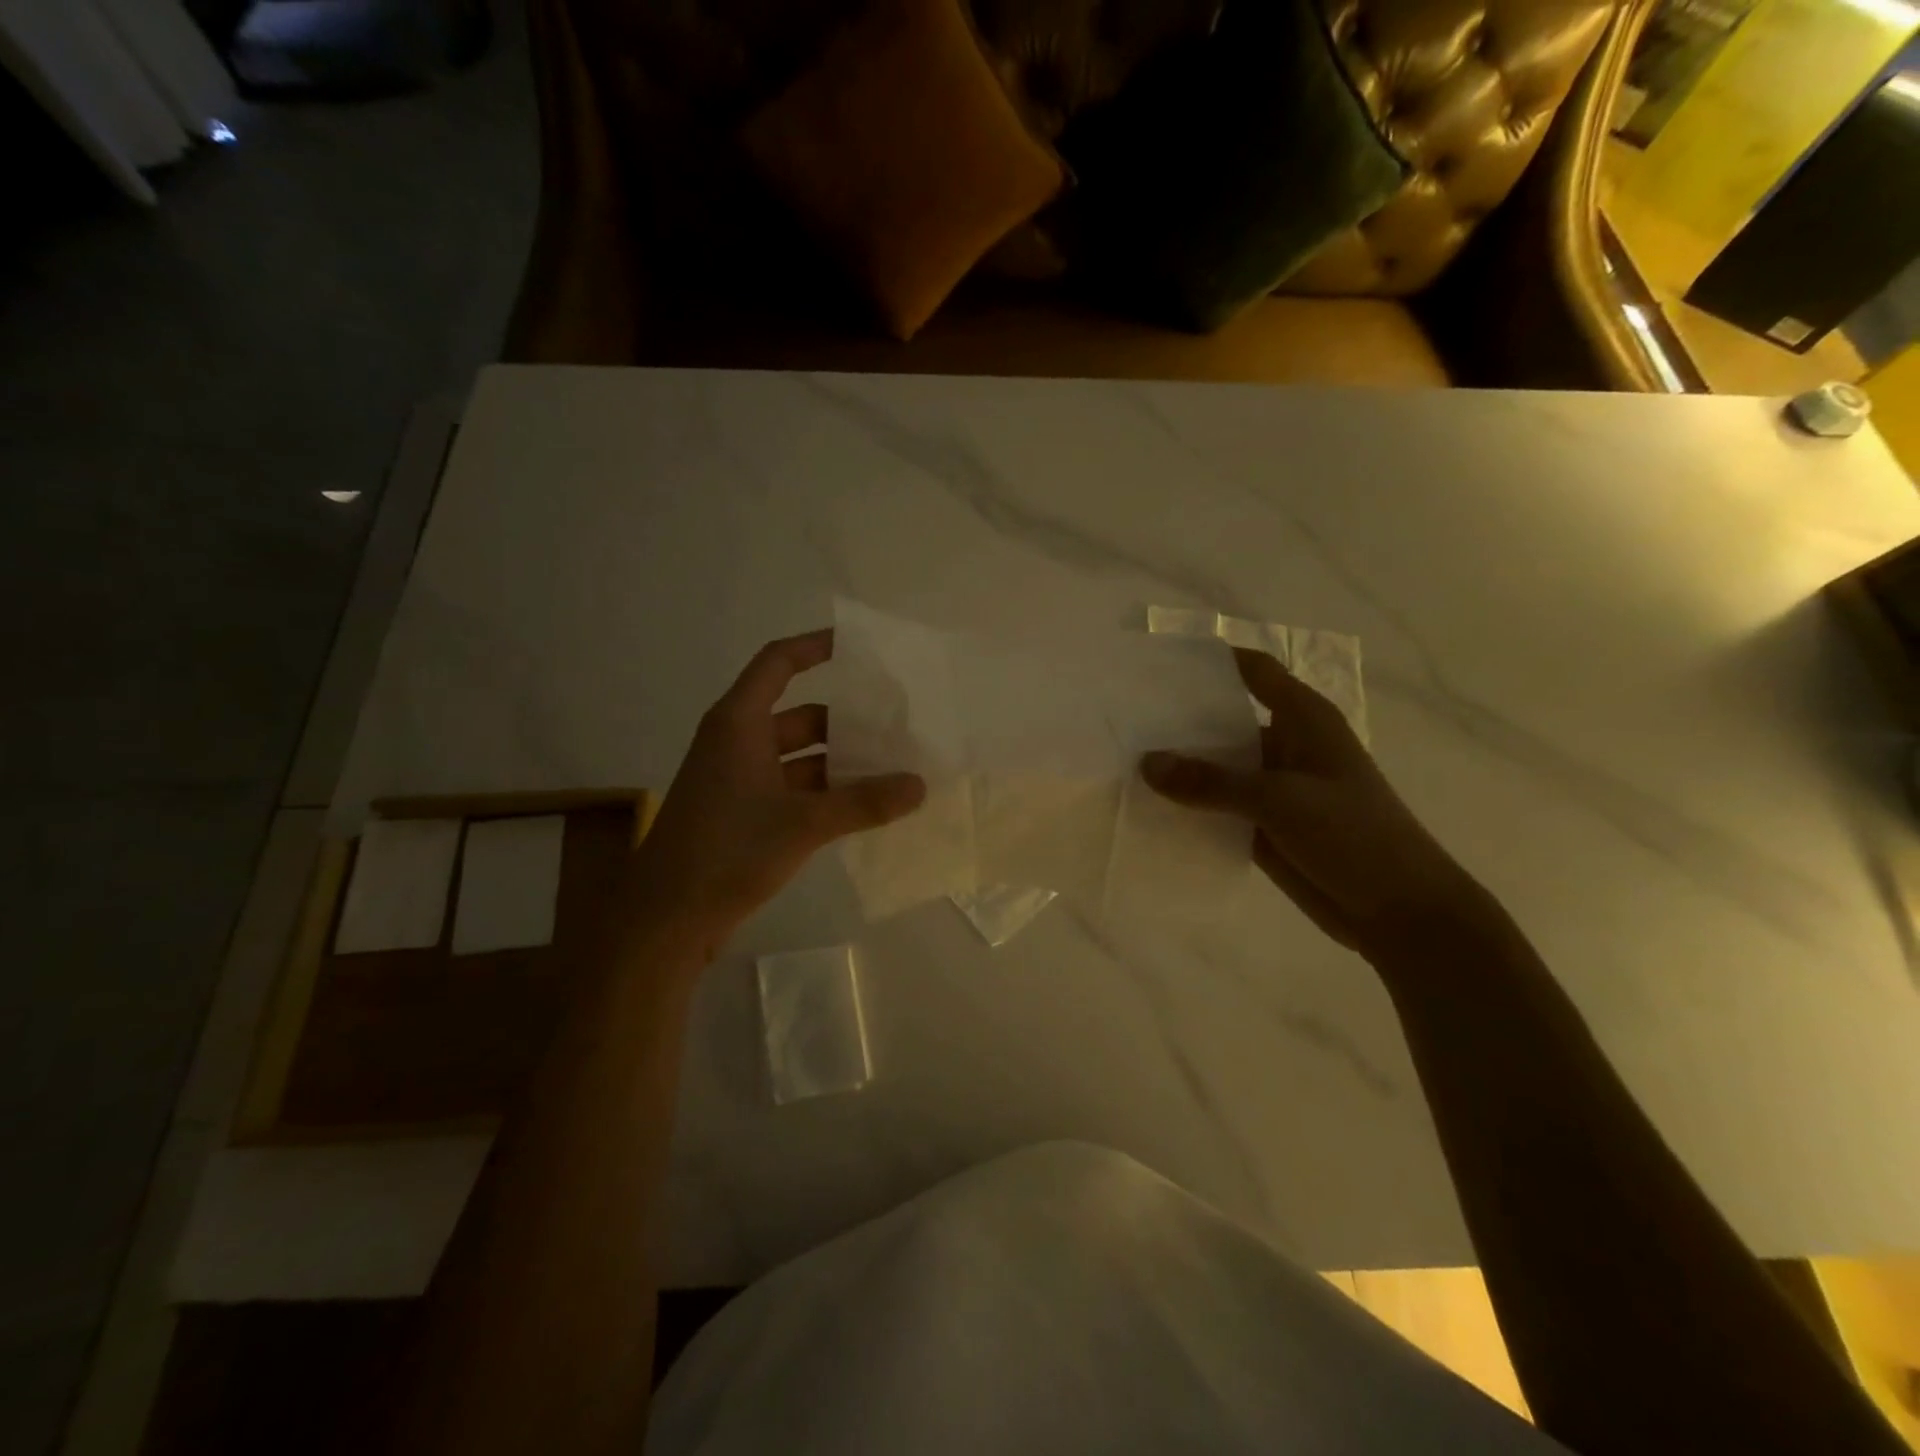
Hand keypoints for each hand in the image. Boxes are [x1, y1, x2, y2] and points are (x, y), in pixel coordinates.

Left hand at [632, 630, 925, 938]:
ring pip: (798, 756)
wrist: (666, 918)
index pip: (778, 663)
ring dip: (839, 762)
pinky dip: (824, 792)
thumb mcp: (803, 823)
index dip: (814, 647)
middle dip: (846, 720)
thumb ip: (864, 802)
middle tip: (896, 725)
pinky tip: (862, 806)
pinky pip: (792, 787)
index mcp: (739, 723)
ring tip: (891, 768)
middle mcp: (737, 742)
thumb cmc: (727, 851)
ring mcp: (737, 779)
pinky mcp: (741, 813)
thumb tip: (919, 785)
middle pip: (799, 714)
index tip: (857, 647)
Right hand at [1141, 648, 1495, 960]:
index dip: (1211, 661)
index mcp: (1302, 719)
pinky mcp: (1264, 824)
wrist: (1400, 911)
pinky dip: (1189, 806)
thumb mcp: (1280, 801)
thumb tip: (1145, 763)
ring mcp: (1273, 787)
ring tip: (1123, 760)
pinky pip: (1217, 806)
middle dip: (1179, 720)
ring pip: (1217, 766)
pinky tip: (1148, 807)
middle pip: (1225, 719)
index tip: (1158, 663)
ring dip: (1180, 767)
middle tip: (1123, 718)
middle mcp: (1285, 744)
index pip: (1253, 671)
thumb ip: (1211, 782)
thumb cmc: (1353, 836)